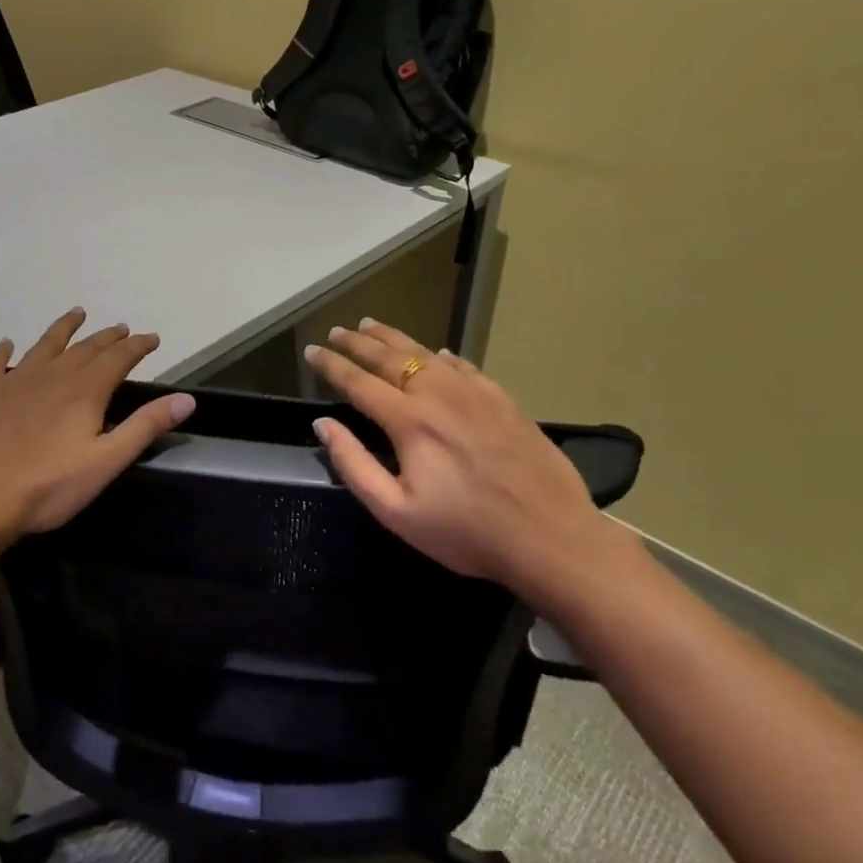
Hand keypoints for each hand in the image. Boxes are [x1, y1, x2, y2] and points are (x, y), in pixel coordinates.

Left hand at [0, 307, 195, 538]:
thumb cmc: (48, 487)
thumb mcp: (107, 462)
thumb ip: (145, 426)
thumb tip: (186, 399)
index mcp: (84, 391)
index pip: (118, 358)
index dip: (137, 346)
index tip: (152, 338)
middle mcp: (52, 375)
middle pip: (85, 348)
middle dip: (107, 337)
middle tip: (121, 329)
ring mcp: (14, 381)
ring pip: (44, 345)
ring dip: (63, 329)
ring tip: (76, 314)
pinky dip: (4, 351)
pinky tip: (6, 344)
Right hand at [304, 319, 637, 611]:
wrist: (551, 537)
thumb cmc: (467, 532)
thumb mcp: (398, 512)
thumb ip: (355, 465)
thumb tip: (323, 425)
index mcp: (409, 421)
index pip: (358, 382)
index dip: (331, 365)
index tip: (311, 351)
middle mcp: (438, 395)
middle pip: (389, 358)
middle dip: (357, 342)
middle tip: (336, 331)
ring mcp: (474, 392)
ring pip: (425, 353)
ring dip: (394, 338)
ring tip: (371, 325)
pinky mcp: (502, 399)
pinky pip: (464, 366)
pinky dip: (441, 355)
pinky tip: (436, 353)